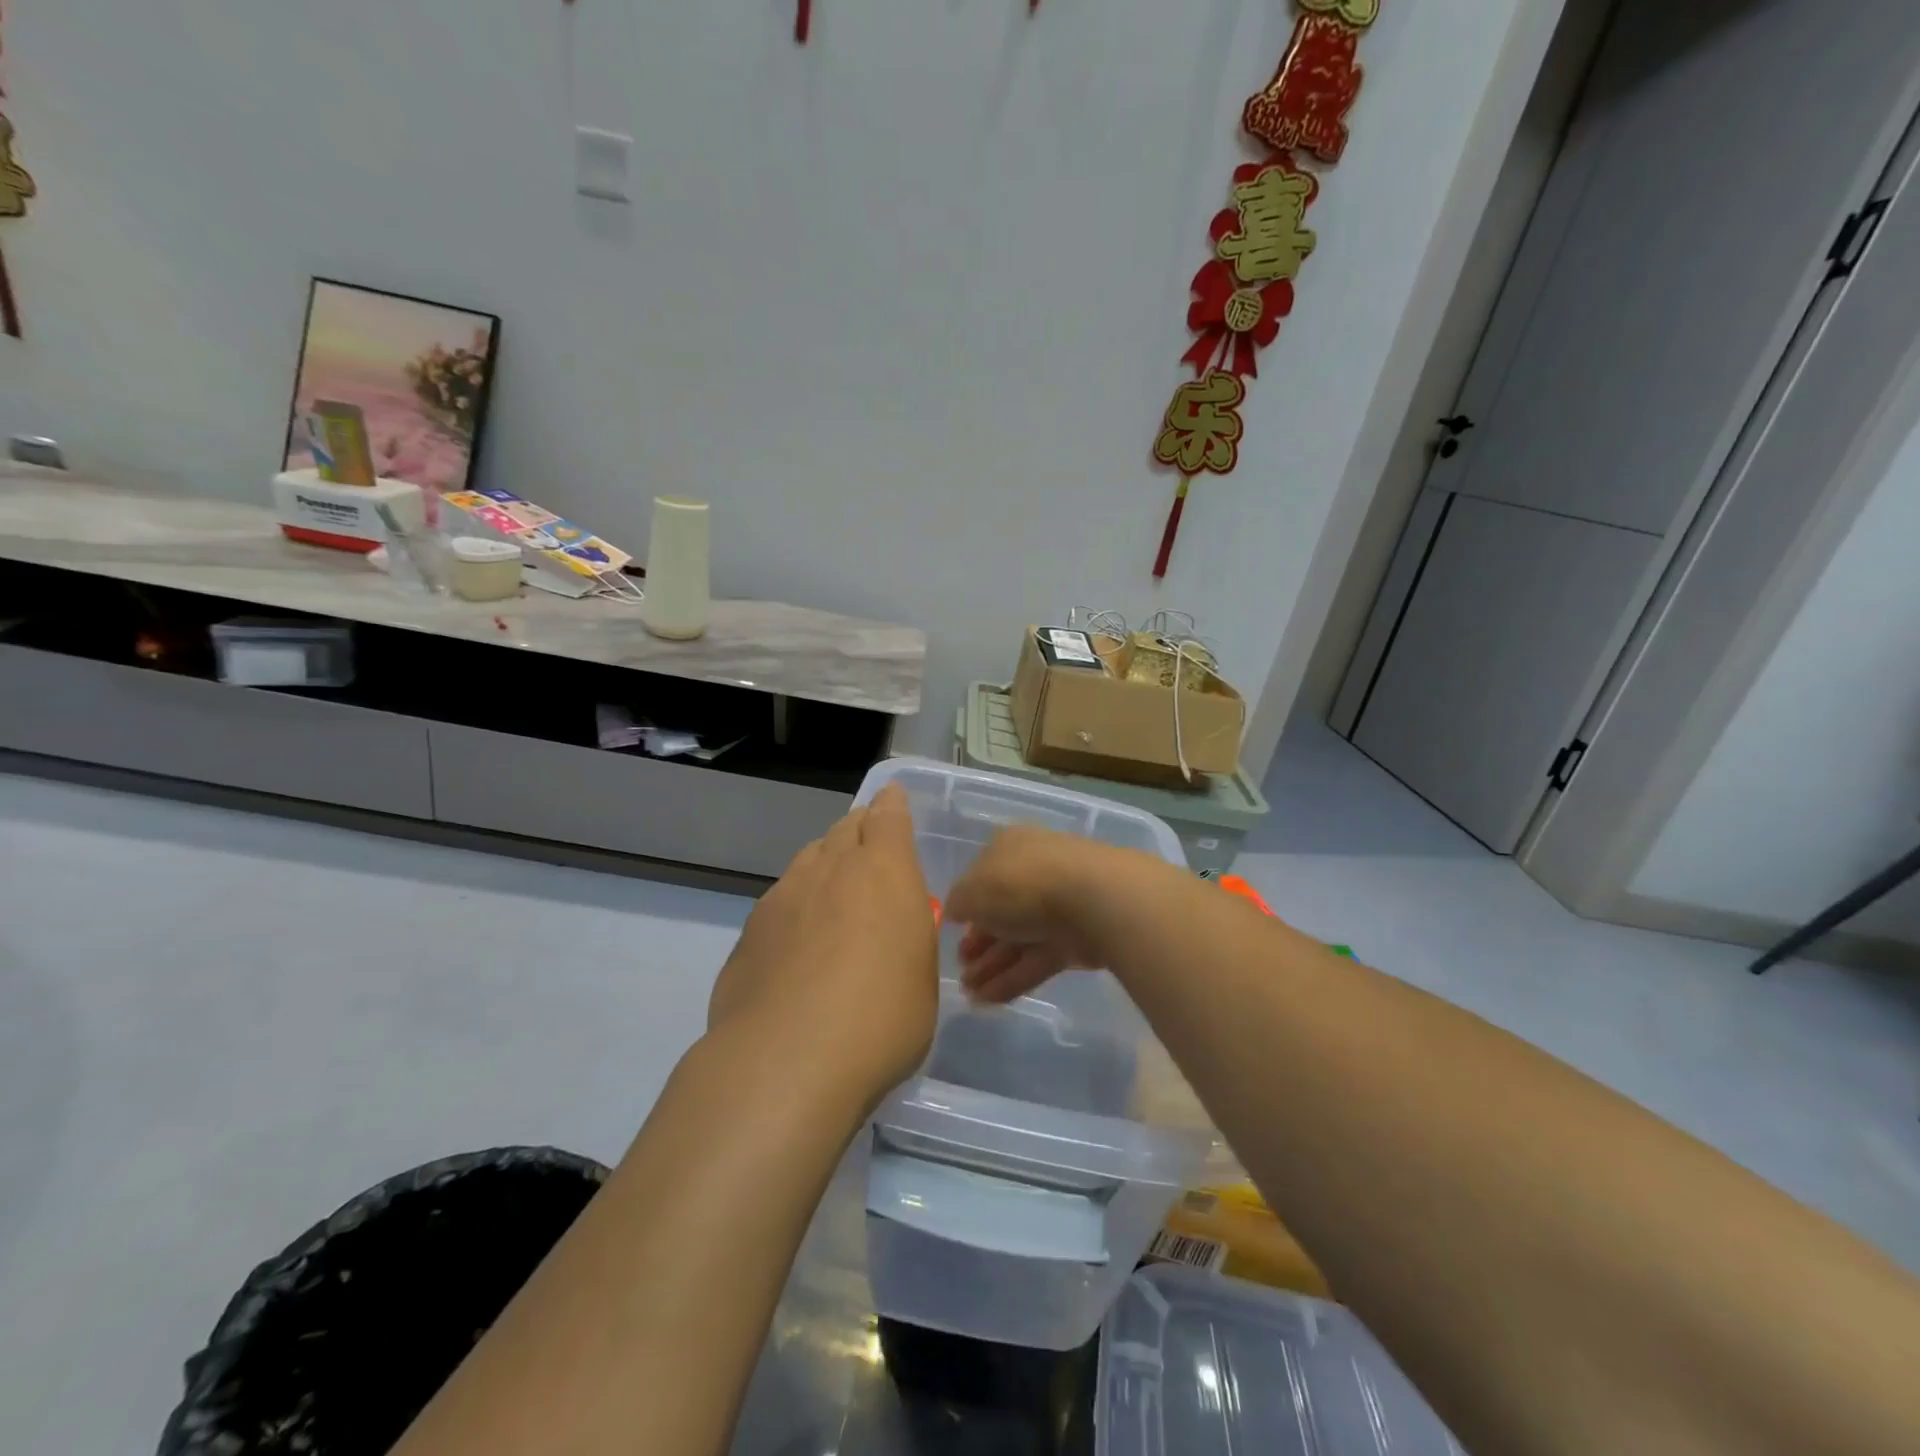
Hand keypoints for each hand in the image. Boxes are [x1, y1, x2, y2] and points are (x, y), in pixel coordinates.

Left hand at [707, 784, 938, 1112]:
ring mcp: (783, 897)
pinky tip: (798, 943)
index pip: (887, 816)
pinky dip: (795, 908)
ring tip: (834, 893)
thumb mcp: (920, 977)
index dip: (891, 805)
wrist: (787, 1060)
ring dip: (825, 865)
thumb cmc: (881, 1018)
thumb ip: (906, 938)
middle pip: (844, 830)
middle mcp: (830, 869)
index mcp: (883, 871)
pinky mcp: (749, 932)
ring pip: (808, 861)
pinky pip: (780, 902)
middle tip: (869, 848)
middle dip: (859, 831)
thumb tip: (889, 933)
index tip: (892, 801)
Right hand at [947, 827, 1125, 1004]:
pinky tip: (988, 1001)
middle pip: (1002, 911)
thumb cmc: (1022, 884)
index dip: (966, 905)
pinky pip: (1036, 960)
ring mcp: (1058, 907)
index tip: (953, 931)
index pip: (982, 875)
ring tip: (968, 995)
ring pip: (1019, 939)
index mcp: (1009, 848)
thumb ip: (959, 903)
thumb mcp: (973, 890)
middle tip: (961, 969)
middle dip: (979, 942)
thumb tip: (955, 911)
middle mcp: (1034, 872)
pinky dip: (1013, 979)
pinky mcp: (1075, 941)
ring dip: (992, 966)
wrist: (1094, 901)